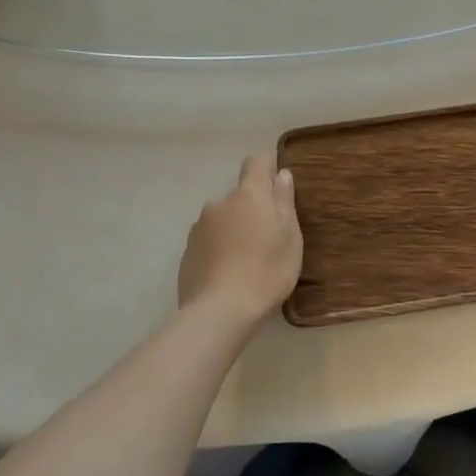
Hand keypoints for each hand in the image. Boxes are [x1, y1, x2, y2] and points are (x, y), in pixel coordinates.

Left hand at [178, 155, 302, 329]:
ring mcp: (198, 228)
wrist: (219, 313)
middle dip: (252, 209)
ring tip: (246, 261)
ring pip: (222, 219)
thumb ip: (284, 201)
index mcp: (248, 195)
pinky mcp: (186, 252)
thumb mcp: (290, 236)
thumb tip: (281, 174)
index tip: (277, 192)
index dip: (267, 170)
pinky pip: (208, 241)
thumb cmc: (266, 270)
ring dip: (233, 230)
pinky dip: (218, 250)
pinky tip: (227, 275)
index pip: (256, 162)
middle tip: (267, 240)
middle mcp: (219, 203)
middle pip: (239, 195)